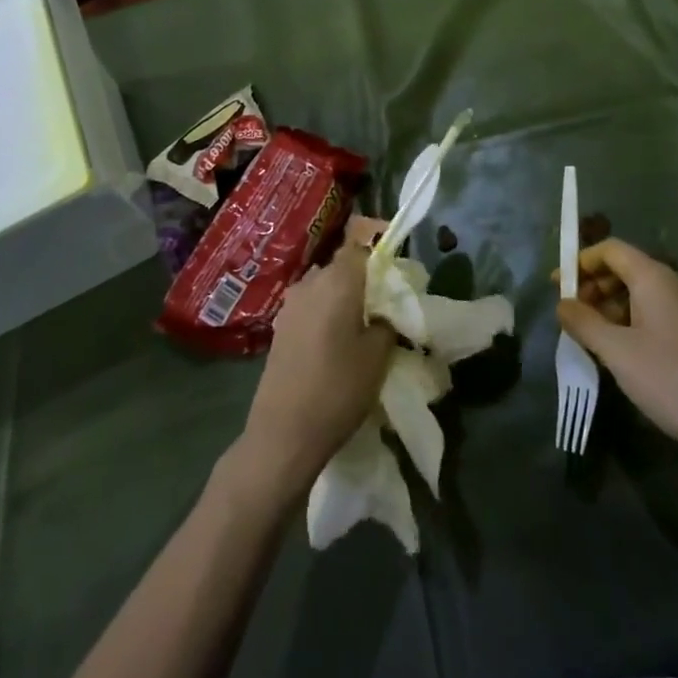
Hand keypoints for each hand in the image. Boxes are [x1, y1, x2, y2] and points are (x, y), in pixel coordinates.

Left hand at [239, 216, 393, 492]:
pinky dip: (327, 313)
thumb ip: (386, 322)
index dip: (379, 248)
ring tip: (363, 325)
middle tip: (386, 302)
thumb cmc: (337, 389)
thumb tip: (385, 310)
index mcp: (337, 280)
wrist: (283, 433)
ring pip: (325, 286)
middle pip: (342, 265)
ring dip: (344, 297)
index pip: (359, 243)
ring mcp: (291, 304)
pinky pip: (311, 306)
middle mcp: (310, 282)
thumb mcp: (378, 356)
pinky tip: (337, 342)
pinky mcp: (280, 327)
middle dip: (364, 277)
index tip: (397, 266)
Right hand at [557, 238, 677, 477]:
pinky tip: (618, 350)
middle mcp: (674, 284)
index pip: (611, 250)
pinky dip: (630, 320)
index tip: (558, 284)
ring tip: (589, 334)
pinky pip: (654, 313)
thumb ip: (583, 322)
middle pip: (625, 269)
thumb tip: (562, 304)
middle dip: (594, 285)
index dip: (581, 261)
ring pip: (640, 293)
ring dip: (610, 306)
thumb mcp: (616, 351)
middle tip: (571, 312)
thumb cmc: (669, 380)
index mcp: (655, 278)